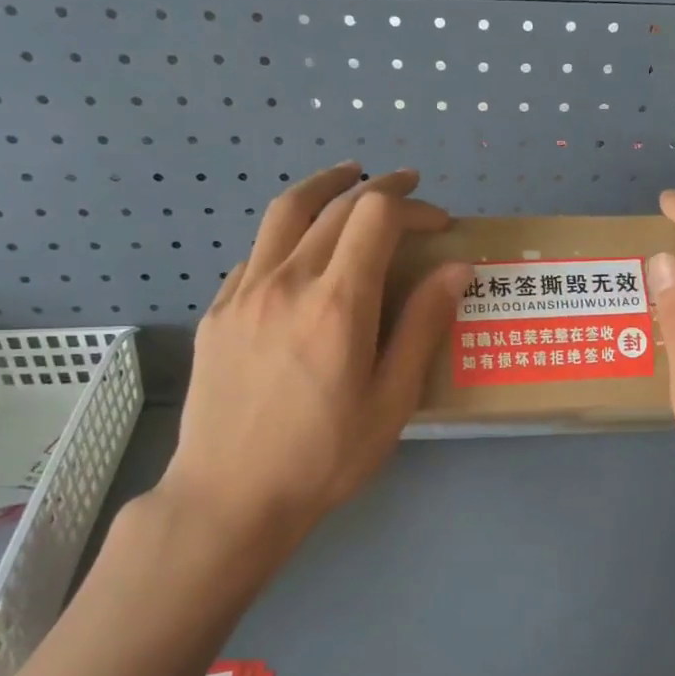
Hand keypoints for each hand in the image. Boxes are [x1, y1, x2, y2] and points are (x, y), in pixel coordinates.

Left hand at [152, 163, 469, 571]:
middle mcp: (286, 281)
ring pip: (285, 212)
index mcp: (337, 303)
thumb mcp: (392, 400)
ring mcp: (244, 292)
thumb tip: (456, 268)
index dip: (413, 206)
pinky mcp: (218, 311)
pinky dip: (289, 232)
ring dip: (325, 186)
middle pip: (335, 205)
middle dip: (380, 189)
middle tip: (410, 192)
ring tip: (349, 177)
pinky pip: (257, 251)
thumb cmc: (324, 456)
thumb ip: (423, 326)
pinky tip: (302, 250)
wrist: (229, 498)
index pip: (376, 216)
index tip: (440, 223)